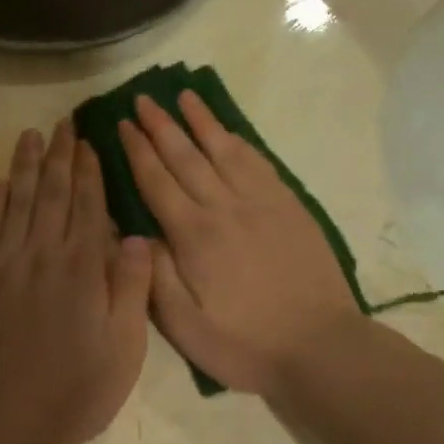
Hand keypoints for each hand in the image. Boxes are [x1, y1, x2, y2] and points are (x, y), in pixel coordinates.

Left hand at [0, 120, 153, 443]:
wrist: (6, 421)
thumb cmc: (77, 388)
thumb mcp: (124, 346)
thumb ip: (131, 287)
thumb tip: (134, 235)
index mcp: (81, 267)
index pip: (86, 205)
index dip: (88, 170)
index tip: (88, 141)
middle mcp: (42, 254)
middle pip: (50, 193)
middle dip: (58, 155)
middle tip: (61, 122)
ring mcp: (3, 266)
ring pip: (15, 203)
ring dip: (23, 167)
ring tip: (29, 136)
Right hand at [118, 92, 363, 397]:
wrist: (321, 347)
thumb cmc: (246, 344)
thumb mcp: (186, 327)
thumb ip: (156, 275)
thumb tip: (135, 230)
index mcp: (195, 236)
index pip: (157, 181)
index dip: (137, 150)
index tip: (122, 124)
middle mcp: (225, 207)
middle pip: (186, 156)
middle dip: (161, 126)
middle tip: (142, 99)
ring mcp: (261, 203)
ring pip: (224, 150)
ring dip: (201, 121)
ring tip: (184, 96)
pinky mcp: (289, 206)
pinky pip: (258, 162)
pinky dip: (239, 141)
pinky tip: (228, 132)